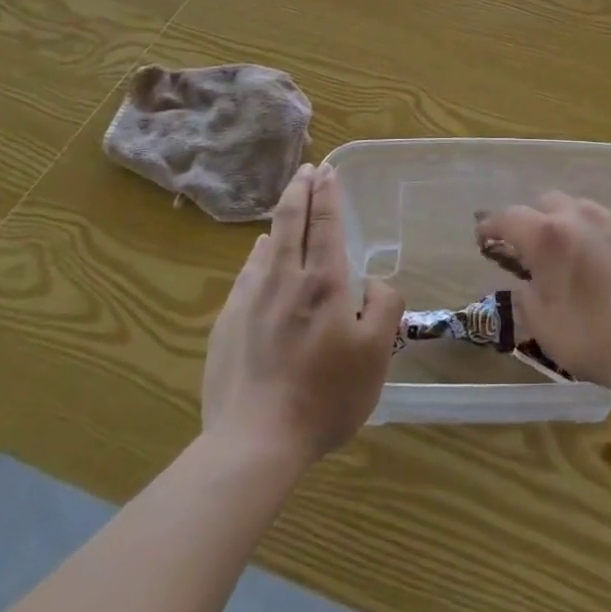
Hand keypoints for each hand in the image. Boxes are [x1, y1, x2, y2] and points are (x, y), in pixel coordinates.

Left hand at [201, 164, 402, 465]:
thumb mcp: (377, 352)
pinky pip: (246, 274)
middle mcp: (284, 279)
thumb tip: (372, 282)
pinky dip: (257, 254)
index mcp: (324, 282)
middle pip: (289, 220)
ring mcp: (250, 300)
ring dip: (279, 219)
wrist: (255, 442)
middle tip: (306, 169)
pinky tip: (259, 257)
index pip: (325, 222)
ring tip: (287, 208)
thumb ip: (384, 305)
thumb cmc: (326, 395)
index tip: (327, 170)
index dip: (327, 193)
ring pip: (265, 245)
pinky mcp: (226, 323)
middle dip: (299, 189)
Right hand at [476, 193, 610, 395]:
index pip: (508, 217)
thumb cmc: (593, 338)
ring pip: (574, 206)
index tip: (482, 237)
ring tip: (559, 249)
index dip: (490, 226)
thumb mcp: (543, 324)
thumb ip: (525, 294)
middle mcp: (577, 215)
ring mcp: (610, 219)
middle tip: (523, 247)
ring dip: (559, 221)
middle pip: (543, 203)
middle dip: (528, 220)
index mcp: (547, 235)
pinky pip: (600, 219)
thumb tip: (526, 282)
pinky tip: (591, 255)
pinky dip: (586, 229)